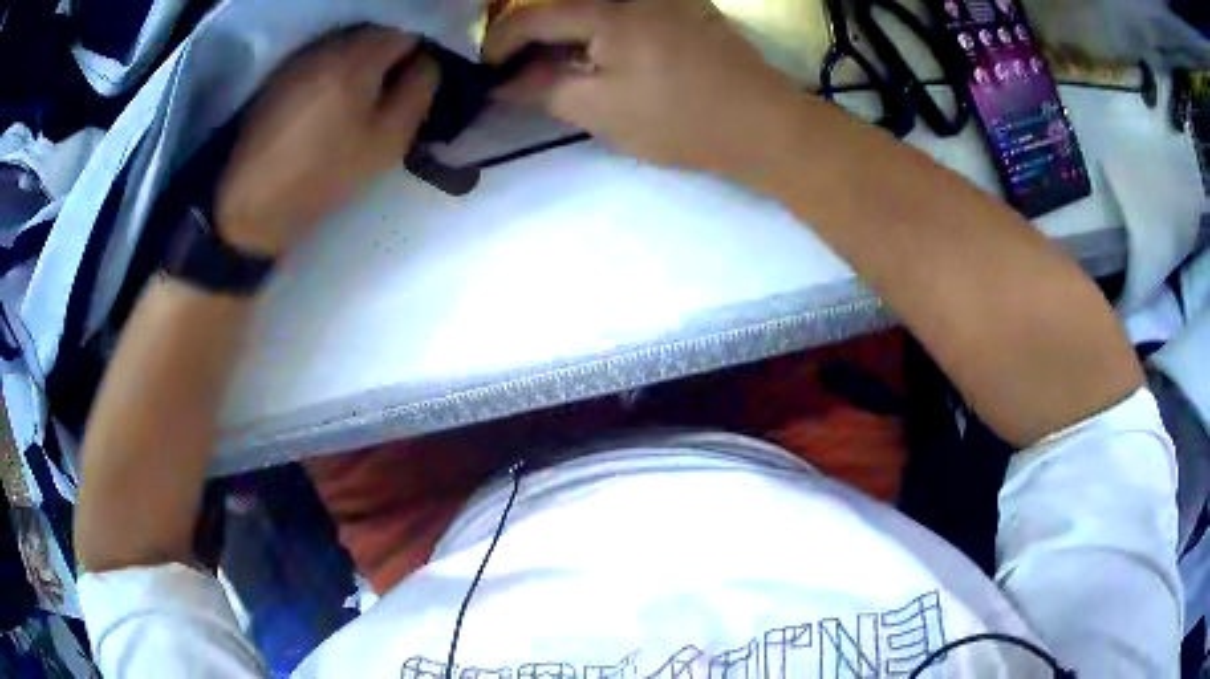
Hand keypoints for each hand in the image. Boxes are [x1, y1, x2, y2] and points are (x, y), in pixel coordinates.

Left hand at [215, 26, 439, 256]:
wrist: (253, 203)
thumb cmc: (325, 174)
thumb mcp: (388, 140)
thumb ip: (418, 91)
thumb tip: (427, 61)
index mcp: (358, 57)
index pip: (407, 32)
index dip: (417, 56)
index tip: (412, 85)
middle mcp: (329, 45)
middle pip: (375, 33)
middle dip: (388, 56)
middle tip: (387, 94)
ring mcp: (301, 58)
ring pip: (346, 44)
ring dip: (359, 62)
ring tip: (357, 99)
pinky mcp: (280, 75)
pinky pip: (321, 57)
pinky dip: (333, 70)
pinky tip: (327, 102)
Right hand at [482, 0, 802, 176]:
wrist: (763, 124)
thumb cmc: (681, 121)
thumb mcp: (600, 112)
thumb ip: (542, 90)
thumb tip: (501, 82)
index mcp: (608, 11)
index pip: (530, 15)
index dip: (500, 44)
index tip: (488, 73)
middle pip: (560, 5)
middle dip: (531, 37)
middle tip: (520, 73)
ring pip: (591, 7)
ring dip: (564, 33)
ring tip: (556, 68)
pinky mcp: (682, 6)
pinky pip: (622, 8)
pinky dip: (598, 28)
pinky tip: (598, 55)